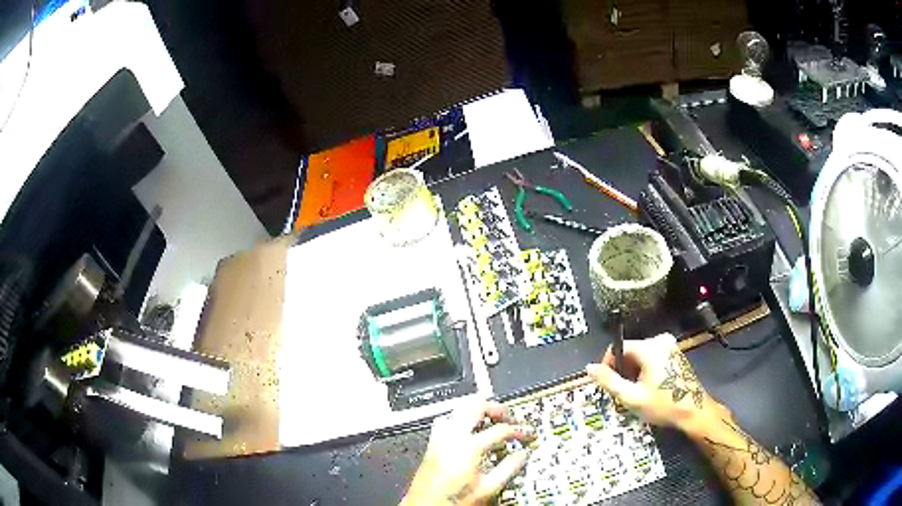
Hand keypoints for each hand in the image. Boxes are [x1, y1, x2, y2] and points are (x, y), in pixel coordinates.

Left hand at [401, 400, 532, 505]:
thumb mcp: (488, 488)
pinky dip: (462, 418)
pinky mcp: (432, 443)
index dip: (518, 430)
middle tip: (510, 418)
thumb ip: (509, 469)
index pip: (500, 429)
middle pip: (477, 407)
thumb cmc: (453, 501)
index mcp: (469, 447)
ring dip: (478, 410)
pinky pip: (448, 420)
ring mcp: (439, 438)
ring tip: (491, 420)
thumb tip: (523, 454)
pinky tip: (469, 430)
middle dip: (496, 409)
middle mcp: (452, 436)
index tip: (528, 435)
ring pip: (459, 409)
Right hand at [586, 333, 729, 435]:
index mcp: (650, 347)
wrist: (694, 412)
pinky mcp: (675, 353)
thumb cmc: (663, 405)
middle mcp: (660, 340)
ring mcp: (670, 346)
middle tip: (623, 393)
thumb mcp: (632, 397)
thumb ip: (609, 381)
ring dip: (634, 373)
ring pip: (641, 356)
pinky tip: (649, 389)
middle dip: (623, 371)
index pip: (619, 347)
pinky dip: (645, 371)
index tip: (607, 384)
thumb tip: (589, 368)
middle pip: (630, 351)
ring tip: (637, 394)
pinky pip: (652, 358)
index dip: (608, 364)